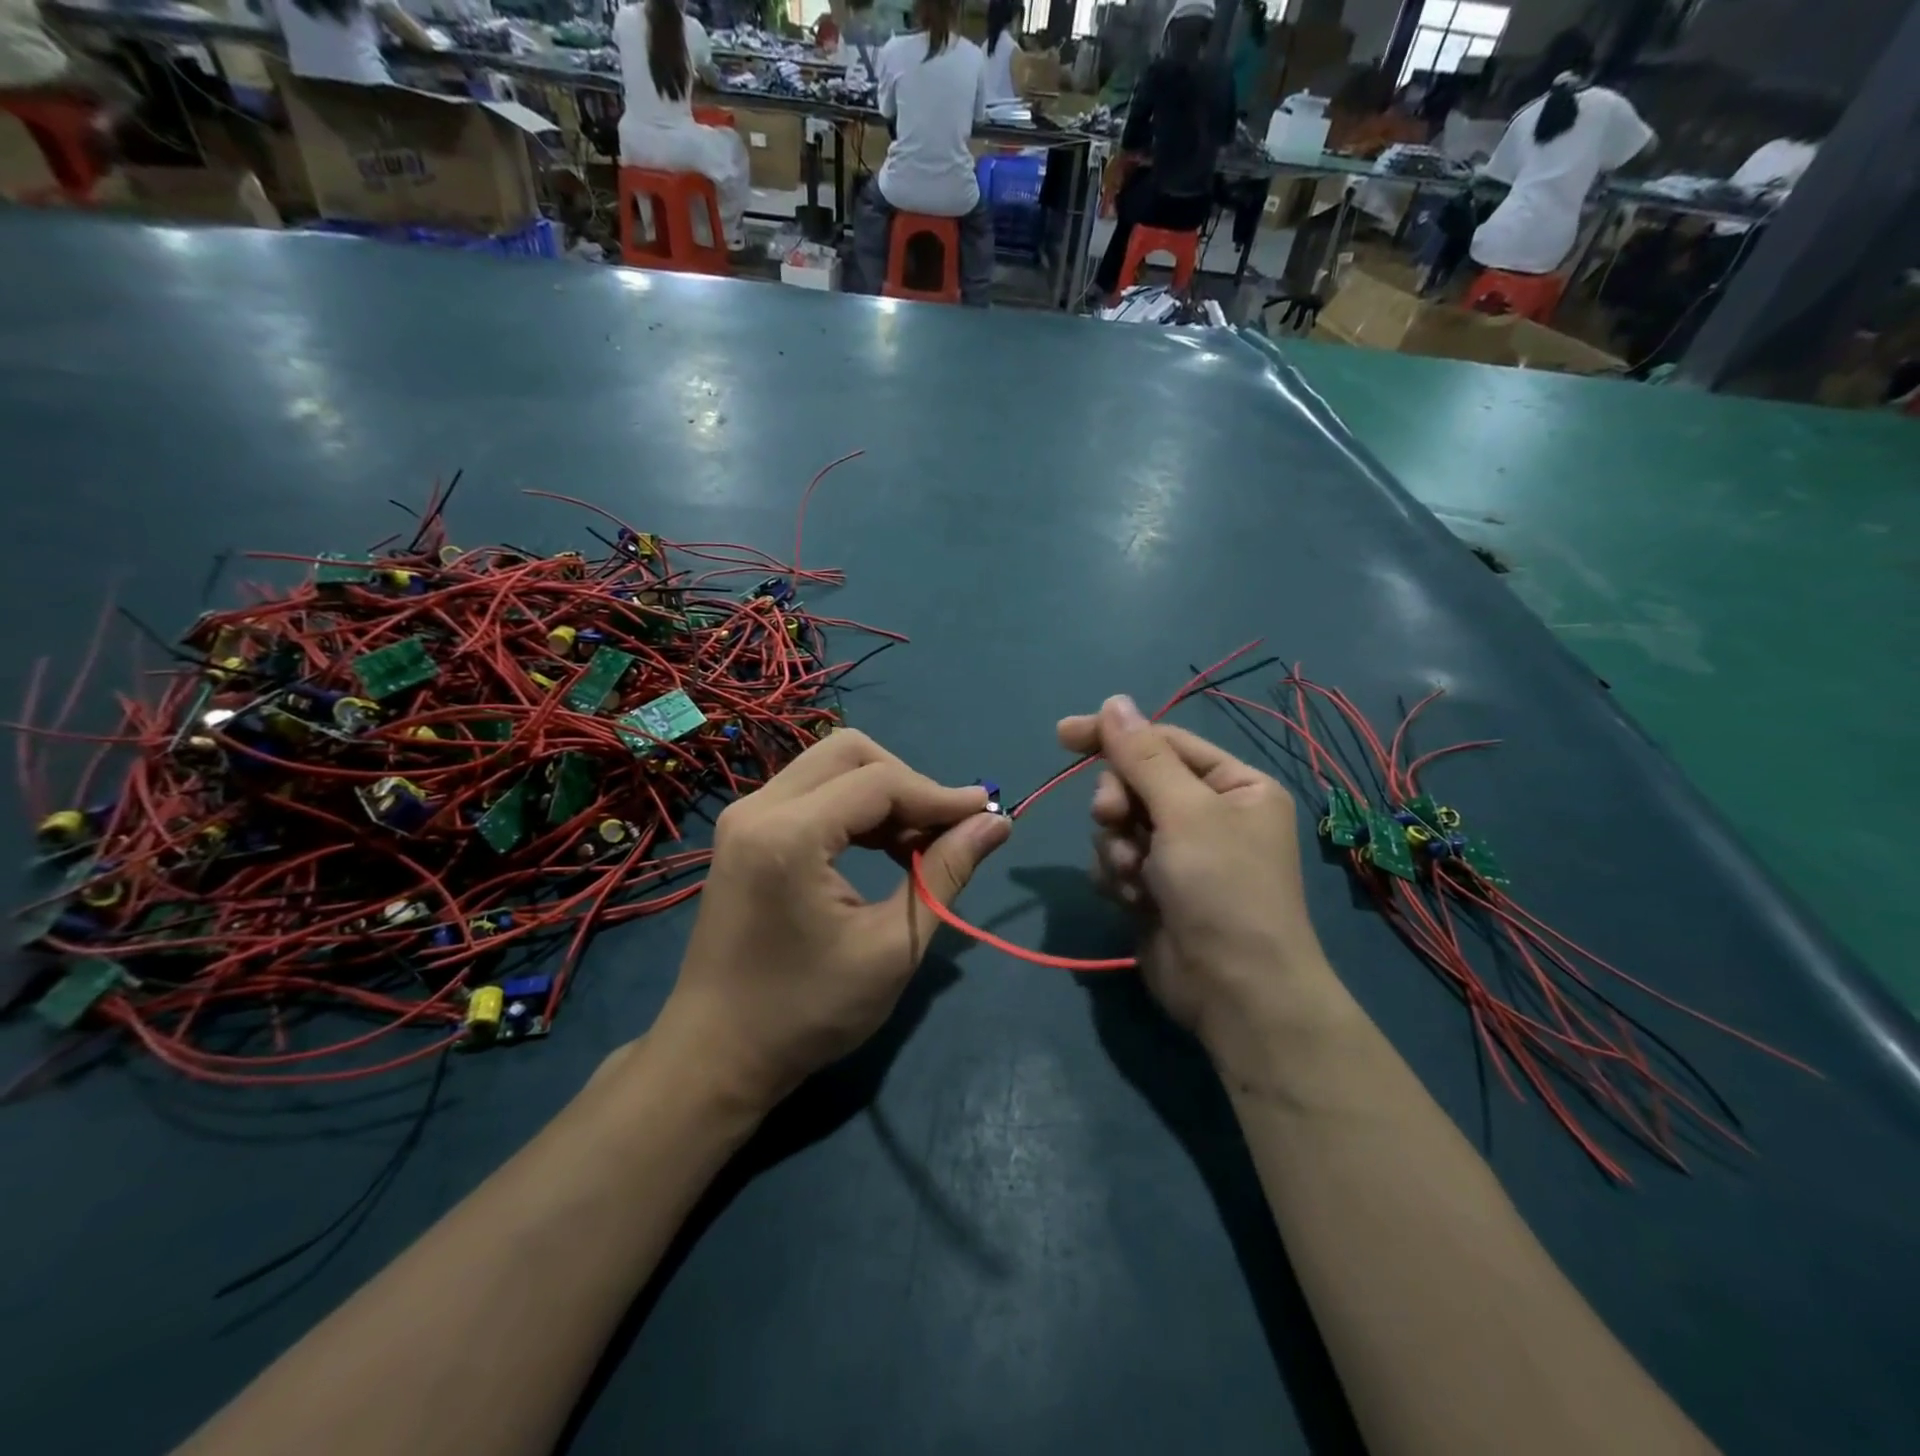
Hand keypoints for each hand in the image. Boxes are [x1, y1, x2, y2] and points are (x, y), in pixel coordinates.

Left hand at [656, 730, 1009, 1111]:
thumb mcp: (893, 947)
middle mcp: (759, 808)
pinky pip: (811, 791)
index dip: (939, 795)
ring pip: (830, 766)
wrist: (717, 1054)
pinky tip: (882, 848)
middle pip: (849, 751)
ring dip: (882, 793)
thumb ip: (946, 873)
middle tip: (943, 830)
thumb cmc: (808, 1012)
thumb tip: (996, 822)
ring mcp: (745, 817)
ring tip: (918, 845)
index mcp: (789, 835)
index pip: (880, 781)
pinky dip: (854, 807)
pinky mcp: (745, 832)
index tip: (986, 814)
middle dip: (907, 782)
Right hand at [1057, 696, 1342, 1062]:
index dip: (1113, 736)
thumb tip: (1113, 701)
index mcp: (1233, 785)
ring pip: (1118, 824)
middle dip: (1119, 804)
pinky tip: (1134, 901)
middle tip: (1114, 820)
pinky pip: (1115, 861)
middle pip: (1135, 783)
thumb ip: (1142, 756)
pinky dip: (1117, 877)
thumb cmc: (1222, 888)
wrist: (1234, 991)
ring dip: (1118, 848)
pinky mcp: (1153, 888)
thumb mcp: (1185, 811)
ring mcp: (1179, 854)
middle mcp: (1208, 814)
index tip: (1063, 735)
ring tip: (1136, 878)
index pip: (1163, 742)